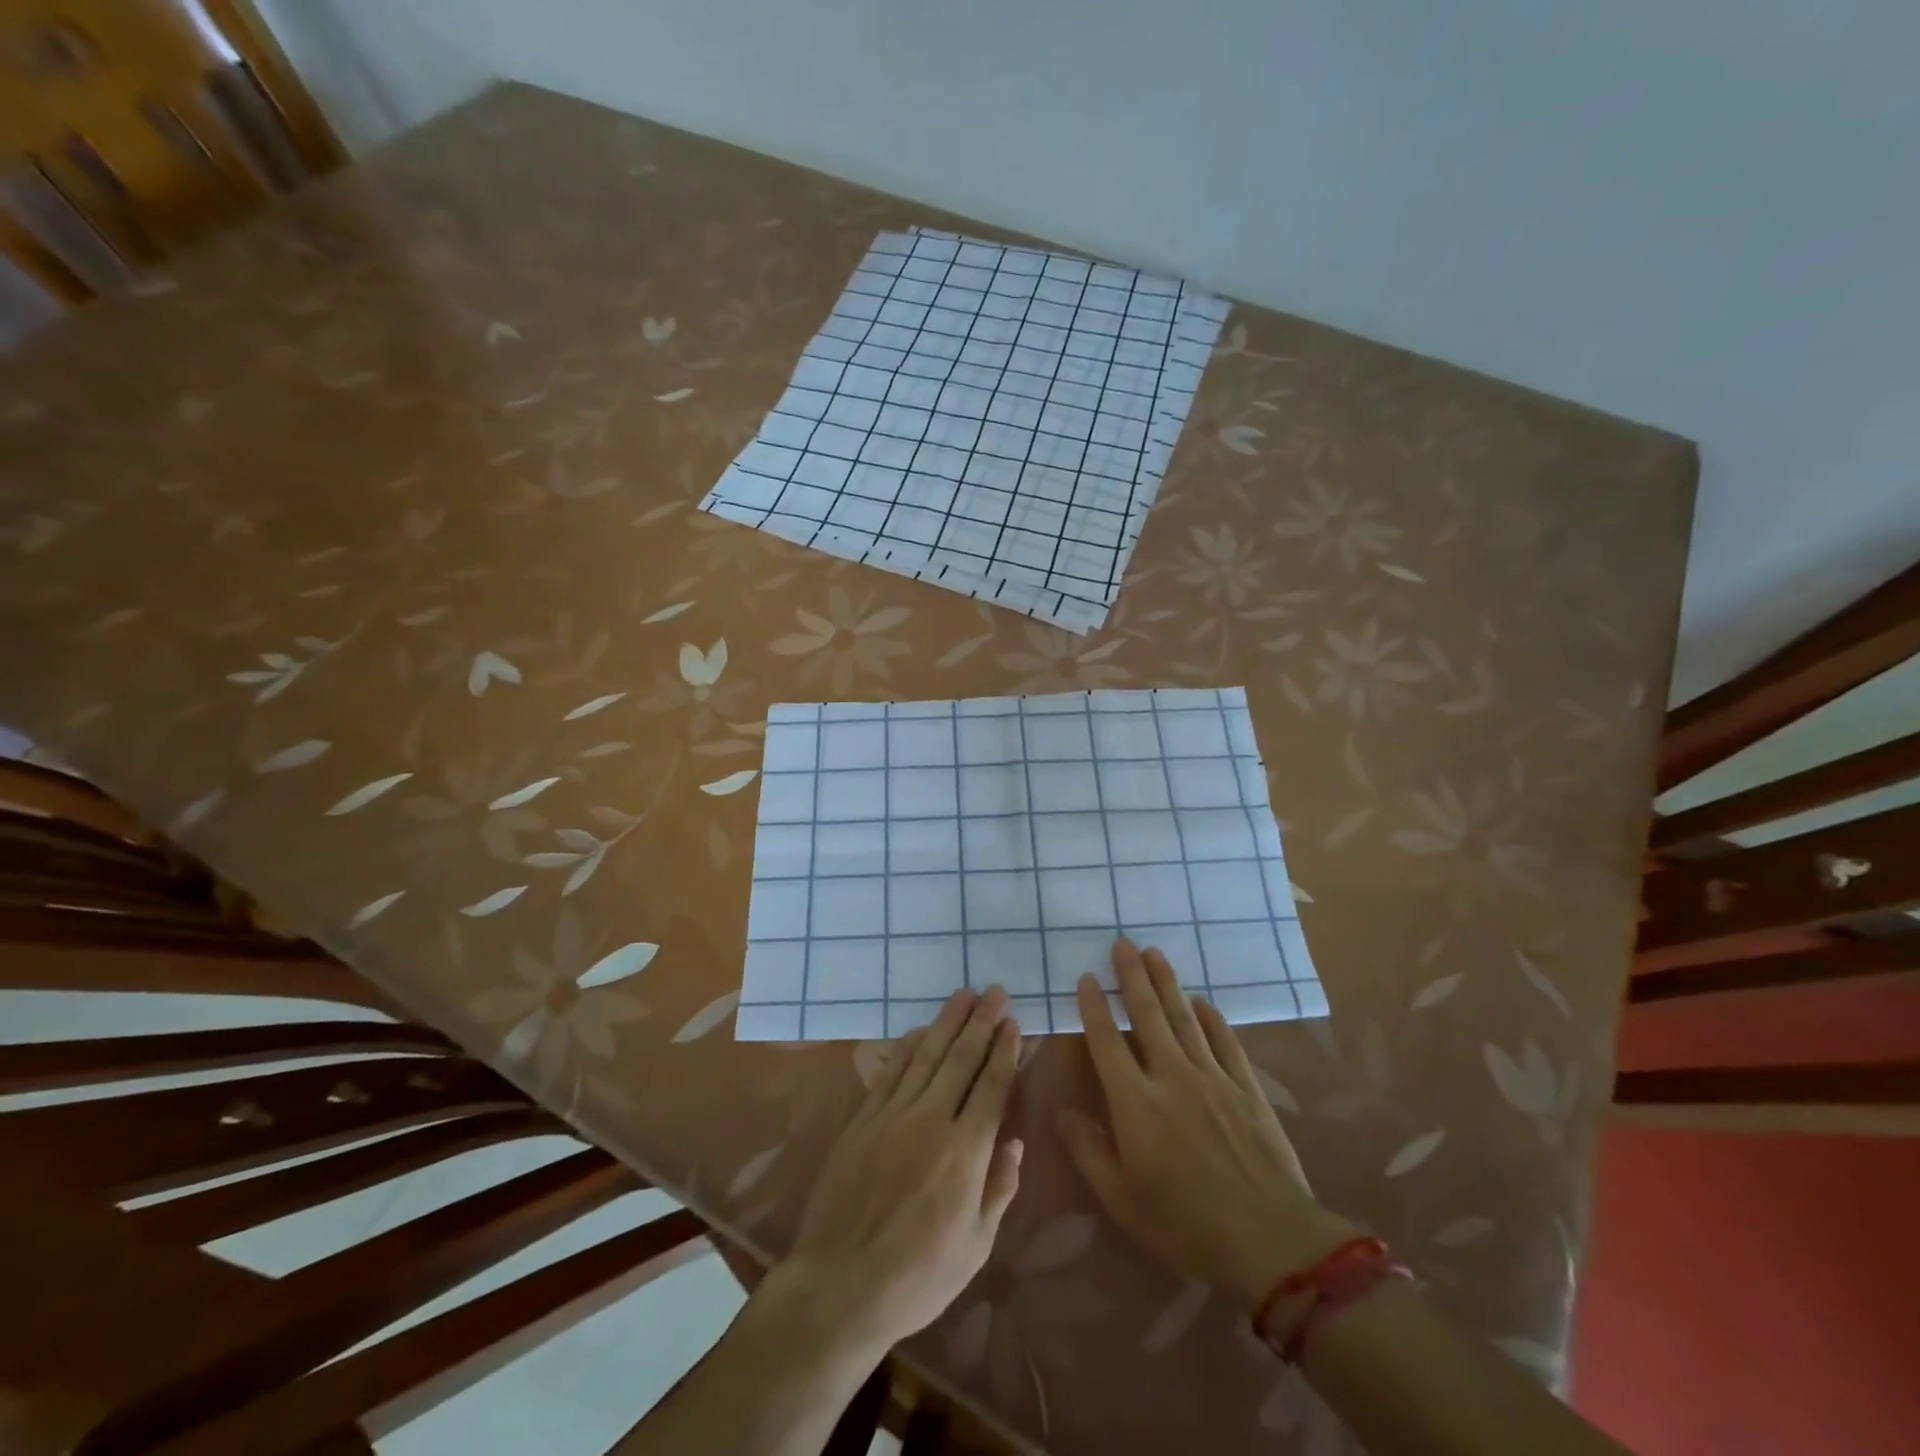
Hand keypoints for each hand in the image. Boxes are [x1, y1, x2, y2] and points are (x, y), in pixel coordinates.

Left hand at [775, 985, 1022, 1357]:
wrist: (840, 1284)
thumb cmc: (919, 1276)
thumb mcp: (976, 1246)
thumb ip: (999, 1188)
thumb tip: (1015, 1141)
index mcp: (966, 1152)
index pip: (992, 1087)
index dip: (1004, 1051)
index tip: (1013, 1023)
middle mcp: (932, 1120)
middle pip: (961, 1059)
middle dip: (981, 1022)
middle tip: (995, 991)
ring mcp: (893, 1115)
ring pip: (927, 1055)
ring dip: (948, 1022)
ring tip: (964, 995)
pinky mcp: (863, 1119)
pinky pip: (891, 1071)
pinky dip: (909, 1045)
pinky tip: (921, 1030)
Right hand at [1057, 940, 1359, 1310]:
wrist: (1271, 1242)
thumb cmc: (1186, 1227)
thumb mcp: (1123, 1201)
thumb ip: (1089, 1152)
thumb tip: (1061, 1113)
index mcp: (1136, 1103)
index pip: (1107, 1042)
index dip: (1094, 1008)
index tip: (1087, 978)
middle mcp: (1172, 1077)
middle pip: (1148, 1016)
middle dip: (1132, 977)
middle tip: (1122, 943)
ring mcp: (1213, 1078)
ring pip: (1185, 1019)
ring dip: (1167, 983)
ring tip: (1154, 953)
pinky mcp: (1246, 1088)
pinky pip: (1225, 1042)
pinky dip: (1211, 1018)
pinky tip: (1202, 1001)